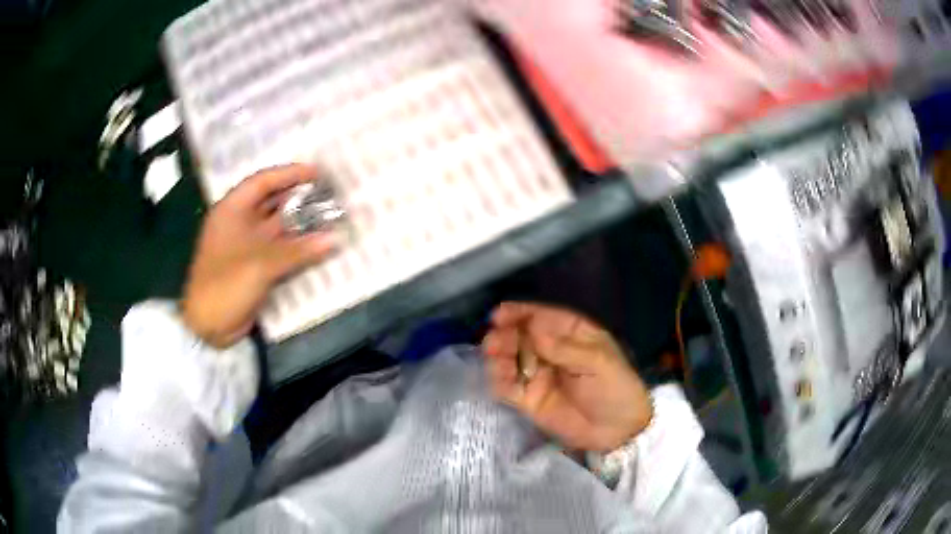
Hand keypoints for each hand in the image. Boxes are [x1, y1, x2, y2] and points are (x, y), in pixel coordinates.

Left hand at [183, 165, 336, 347]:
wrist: (208, 328)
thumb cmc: (225, 286)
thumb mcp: (260, 265)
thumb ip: (298, 251)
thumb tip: (336, 238)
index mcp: (231, 211)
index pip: (262, 182)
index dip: (289, 174)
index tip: (317, 173)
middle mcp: (238, 223)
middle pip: (270, 202)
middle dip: (298, 197)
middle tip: (328, 194)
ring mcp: (246, 246)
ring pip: (276, 227)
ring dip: (300, 223)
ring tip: (329, 217)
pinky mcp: (253, 267)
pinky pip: (278, 249)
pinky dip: (296, 246)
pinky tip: (317, 245)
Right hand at [482, 302, 652, 451]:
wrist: (618, 431)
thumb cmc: (616, 389)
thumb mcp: (598, 363)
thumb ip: (565, 349)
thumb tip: (533, 333)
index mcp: (571, 334)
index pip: (541, 317)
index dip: (519, 313)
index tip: (499, 315)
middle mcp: (550, 351)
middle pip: (520, 337)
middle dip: (505, 336)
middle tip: (494, 342)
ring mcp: (538, 375)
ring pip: (510, 360)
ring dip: (498, 357)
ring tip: (495, 359)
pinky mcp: (529, 400)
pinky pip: (508, 387)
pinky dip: (499, 381)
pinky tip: (499, 379)